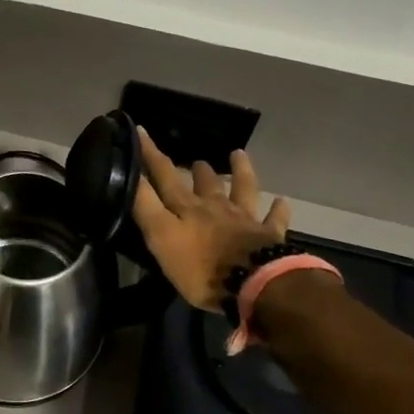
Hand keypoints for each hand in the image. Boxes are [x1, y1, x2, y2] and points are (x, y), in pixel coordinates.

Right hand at [131, 126, 290, 311]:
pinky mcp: (269, 236)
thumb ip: (147, 206)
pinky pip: (274, 219)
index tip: (141, 131)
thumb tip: (132, 174)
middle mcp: (216, 208)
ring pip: (242, 189)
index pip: (165, 176)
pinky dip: (277, 209)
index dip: (151, 155)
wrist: (253, 283)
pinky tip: (281, 200)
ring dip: (240, 172)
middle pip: (205, 183)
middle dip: (197, 170)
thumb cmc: (201, 267)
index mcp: (188, 208)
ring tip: (238, 154)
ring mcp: (245, 220)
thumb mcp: (161, 237)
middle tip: (196, 161)